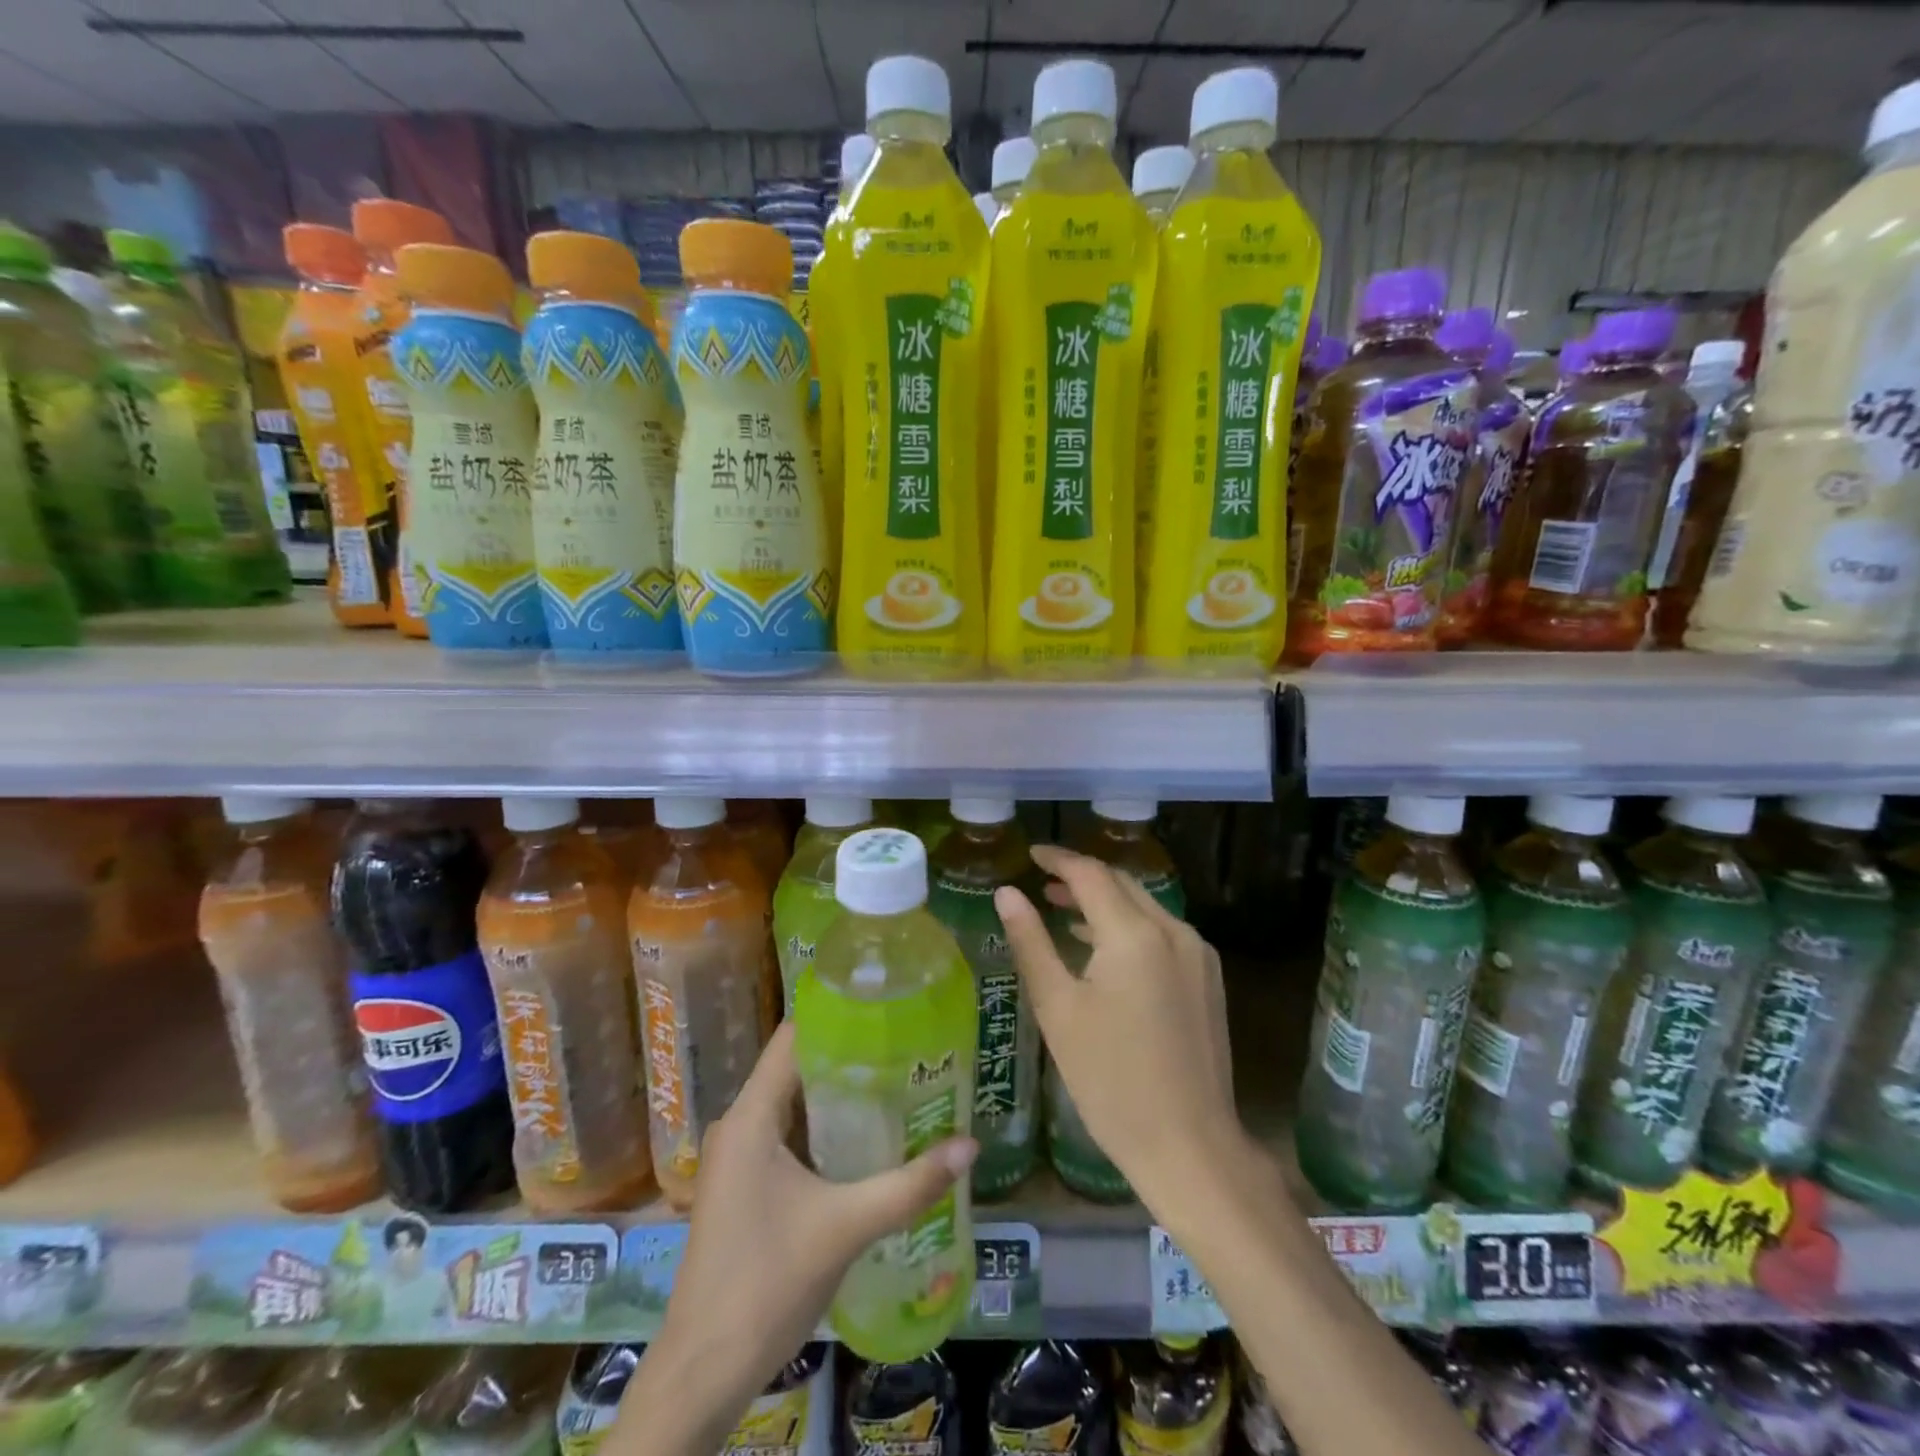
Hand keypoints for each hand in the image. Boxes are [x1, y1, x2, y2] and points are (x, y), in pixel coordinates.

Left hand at [612, 1024, 976, 1454]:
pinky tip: (867, 1136)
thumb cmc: (767, 1283)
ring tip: (897, 1081)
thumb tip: (970, 1145)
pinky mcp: (744, 1185)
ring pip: (793, 1104)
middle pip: (797, 1068)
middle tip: (906, 1047)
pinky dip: (825, 1128)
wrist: (705, 1370)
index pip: (794, 1038)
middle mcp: (739, 1125)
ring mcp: (738, 1157)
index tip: (886, 1009)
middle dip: (850, 1056)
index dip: (838, 1017)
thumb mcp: (846, 1227)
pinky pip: (787, 1135)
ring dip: (839, 1095)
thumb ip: (910, 1184)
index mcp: (751, 1117)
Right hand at [994, 845, 1241, 1202]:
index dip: (1058, 860)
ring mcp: (1197, 955)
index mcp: (1135, 934)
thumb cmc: (1110, 1079)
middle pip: (1122, 884)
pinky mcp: (1208, 979)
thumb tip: (1008, 893)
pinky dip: (1129, 926)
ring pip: (1145, 907)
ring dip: (1106, 901)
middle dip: (1082, 877)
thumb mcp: (1058, 1008)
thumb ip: (1031, 942)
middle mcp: (1173, 931)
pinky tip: (1105, 948)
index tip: (1031, 855)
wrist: (1190, 1146)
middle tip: (1043, 882)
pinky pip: (1163, 933)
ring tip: (1065, 909)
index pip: (1091, 874)